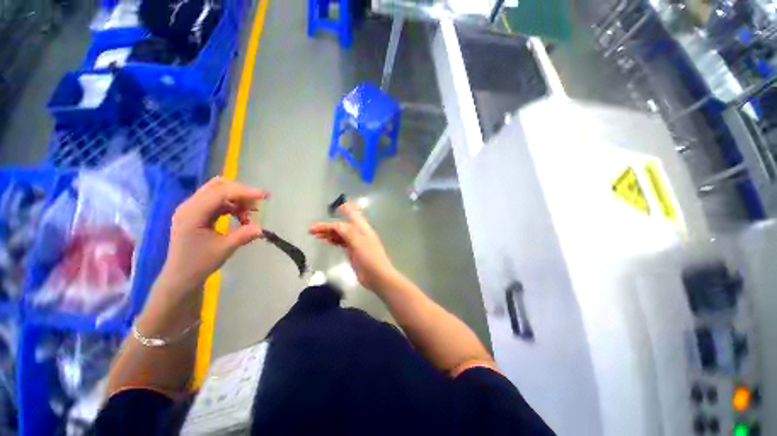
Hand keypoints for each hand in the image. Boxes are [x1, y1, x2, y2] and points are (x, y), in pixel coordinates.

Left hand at [158, 177, 268, 296]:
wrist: (181, 277)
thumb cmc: (199, 264)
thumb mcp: (224, 249)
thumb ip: (243, 235)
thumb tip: (262, 228)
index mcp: (192, 213)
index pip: (221, 192)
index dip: (244, 192)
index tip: (265, 196)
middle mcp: (190, 205)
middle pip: (218, 186)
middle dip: (241, 192)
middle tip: (257, 204)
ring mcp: (193, 209)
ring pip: (219, 192)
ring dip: (237, 199)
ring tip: (249, 215)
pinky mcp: (197, 214)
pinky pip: (218, 201)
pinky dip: (232, 205)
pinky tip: (241, 217)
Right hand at [309, 203, 398, 291]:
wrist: (377, 277)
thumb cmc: (370, 258)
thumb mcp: (359, 242)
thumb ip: (347, 232)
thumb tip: (335, 224)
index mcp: (362, 228)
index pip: (353, 214)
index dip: (345, 209)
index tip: (333, 209)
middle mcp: (359, 233)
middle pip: (342, 226)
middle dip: (327, 226)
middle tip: (311, 230)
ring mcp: (355, 243)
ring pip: (340, 234)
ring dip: (328, 233)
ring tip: (314, 235)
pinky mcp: (352, 252)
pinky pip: (340, 242)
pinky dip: (332, 240)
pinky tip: (324, 240)